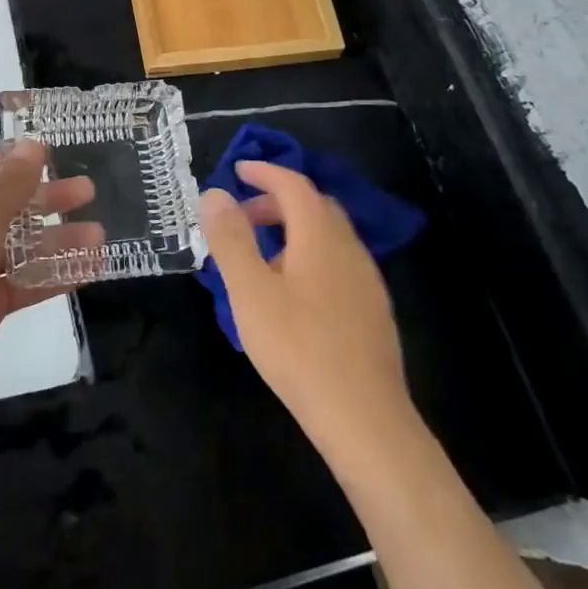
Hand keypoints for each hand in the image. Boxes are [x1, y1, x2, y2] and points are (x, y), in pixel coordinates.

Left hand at [0, 142, 94, 407]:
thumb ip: (12, 182)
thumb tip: (32, 144)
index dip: (23, 161)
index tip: (60, 156)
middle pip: (13, 206)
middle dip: (50, 198)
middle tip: (90, 192)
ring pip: (25, 247)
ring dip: (60, 240)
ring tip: (99, 236)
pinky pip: (29, 283)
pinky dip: (57, 276)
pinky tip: (90, 270)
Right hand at [199, 161, 416, 458]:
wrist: (364, 418)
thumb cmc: (298, 348)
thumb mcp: (250, 291)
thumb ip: (231, 239)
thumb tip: (215, 193)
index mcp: (321, 236)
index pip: (294, 185)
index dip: (265, 172)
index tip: (237, 170)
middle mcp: (350, 248)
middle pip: (315, 206)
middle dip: (276, 201)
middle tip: (242, 216)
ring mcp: (366, 280)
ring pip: (329, 236)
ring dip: (294, 229)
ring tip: (261, 255)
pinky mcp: (372, 310)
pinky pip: (338, 262)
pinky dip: (310, 255)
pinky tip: (293, 292)